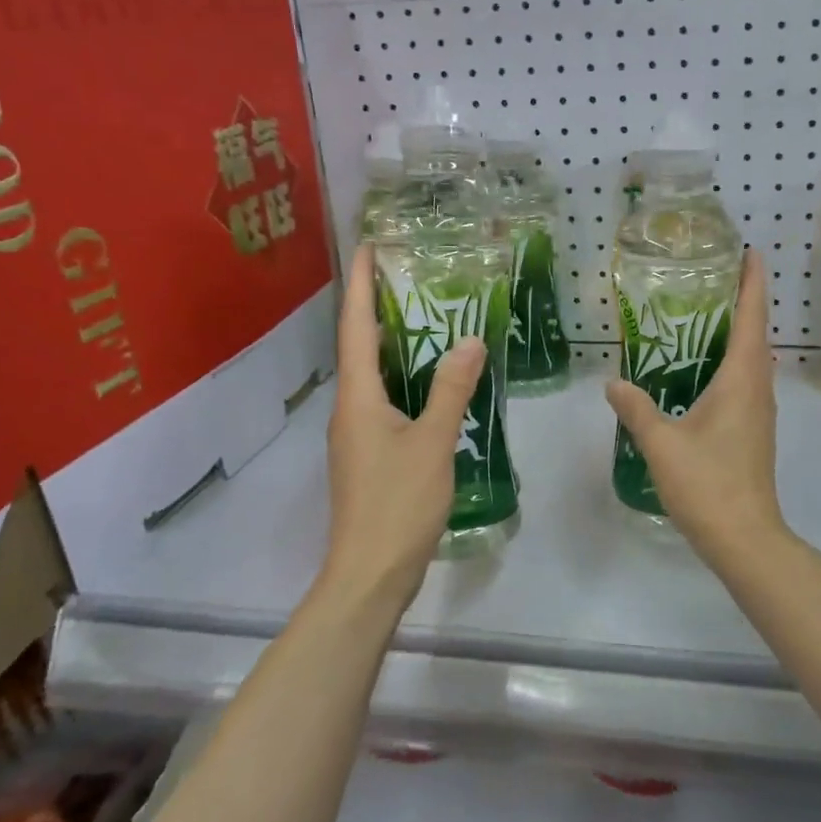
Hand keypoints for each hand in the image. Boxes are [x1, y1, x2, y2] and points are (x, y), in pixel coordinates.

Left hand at [323, 245, 485, 606]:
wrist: (371, 573)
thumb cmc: (398, 503)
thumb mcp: (433, 442)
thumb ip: (452, 390)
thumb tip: (470, 340)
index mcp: (358, 397)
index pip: (357, 327)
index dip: (363, 285)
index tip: (369, 247)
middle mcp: (350, 408)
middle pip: (361, 346)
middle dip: (379, 308)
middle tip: (410, 276)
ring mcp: (357, 434)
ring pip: (373, 375)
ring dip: (394, 343)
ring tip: (426, 317)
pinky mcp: (370, 455)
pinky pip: (385, 401)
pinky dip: (405, 378)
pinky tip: (431, 381)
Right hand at [604, 250, 786, 557]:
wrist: (745, 538)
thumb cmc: (708, 484)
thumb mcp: (662, 443)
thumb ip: (636, 409)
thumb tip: (613, 382)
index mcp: (742, 381)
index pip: (752, 319)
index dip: (753, 284)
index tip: (752, 252)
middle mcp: (758, 389)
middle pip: (756, 334)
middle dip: (743, 302)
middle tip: (716, 277)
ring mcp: (759, 412)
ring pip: (753, 360)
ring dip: (739, 333)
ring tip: (707, 315)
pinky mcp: (753, 431)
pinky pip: (746, 382)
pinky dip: (730, 362)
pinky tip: (702, 370)